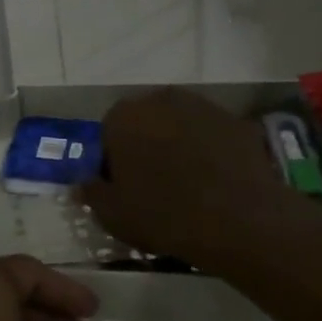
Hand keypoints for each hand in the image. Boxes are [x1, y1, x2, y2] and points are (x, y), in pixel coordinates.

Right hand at [77, 88, 302, 264]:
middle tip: (153, 185)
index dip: (113, 163)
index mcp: (123, 116)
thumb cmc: (163, 214)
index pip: (107, 135)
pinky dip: (210, 152)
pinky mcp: (237, 122)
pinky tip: (216, 182)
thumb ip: (91, 193)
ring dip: (178, 146)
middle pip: (144, 123)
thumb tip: (81, 184)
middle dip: (145, 147)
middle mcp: (160, 99)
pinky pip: (212, 136)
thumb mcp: (113, 214)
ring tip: (188, 184)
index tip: (123, 189)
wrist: (240, 221)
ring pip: (179, 126)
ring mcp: (203, 107)